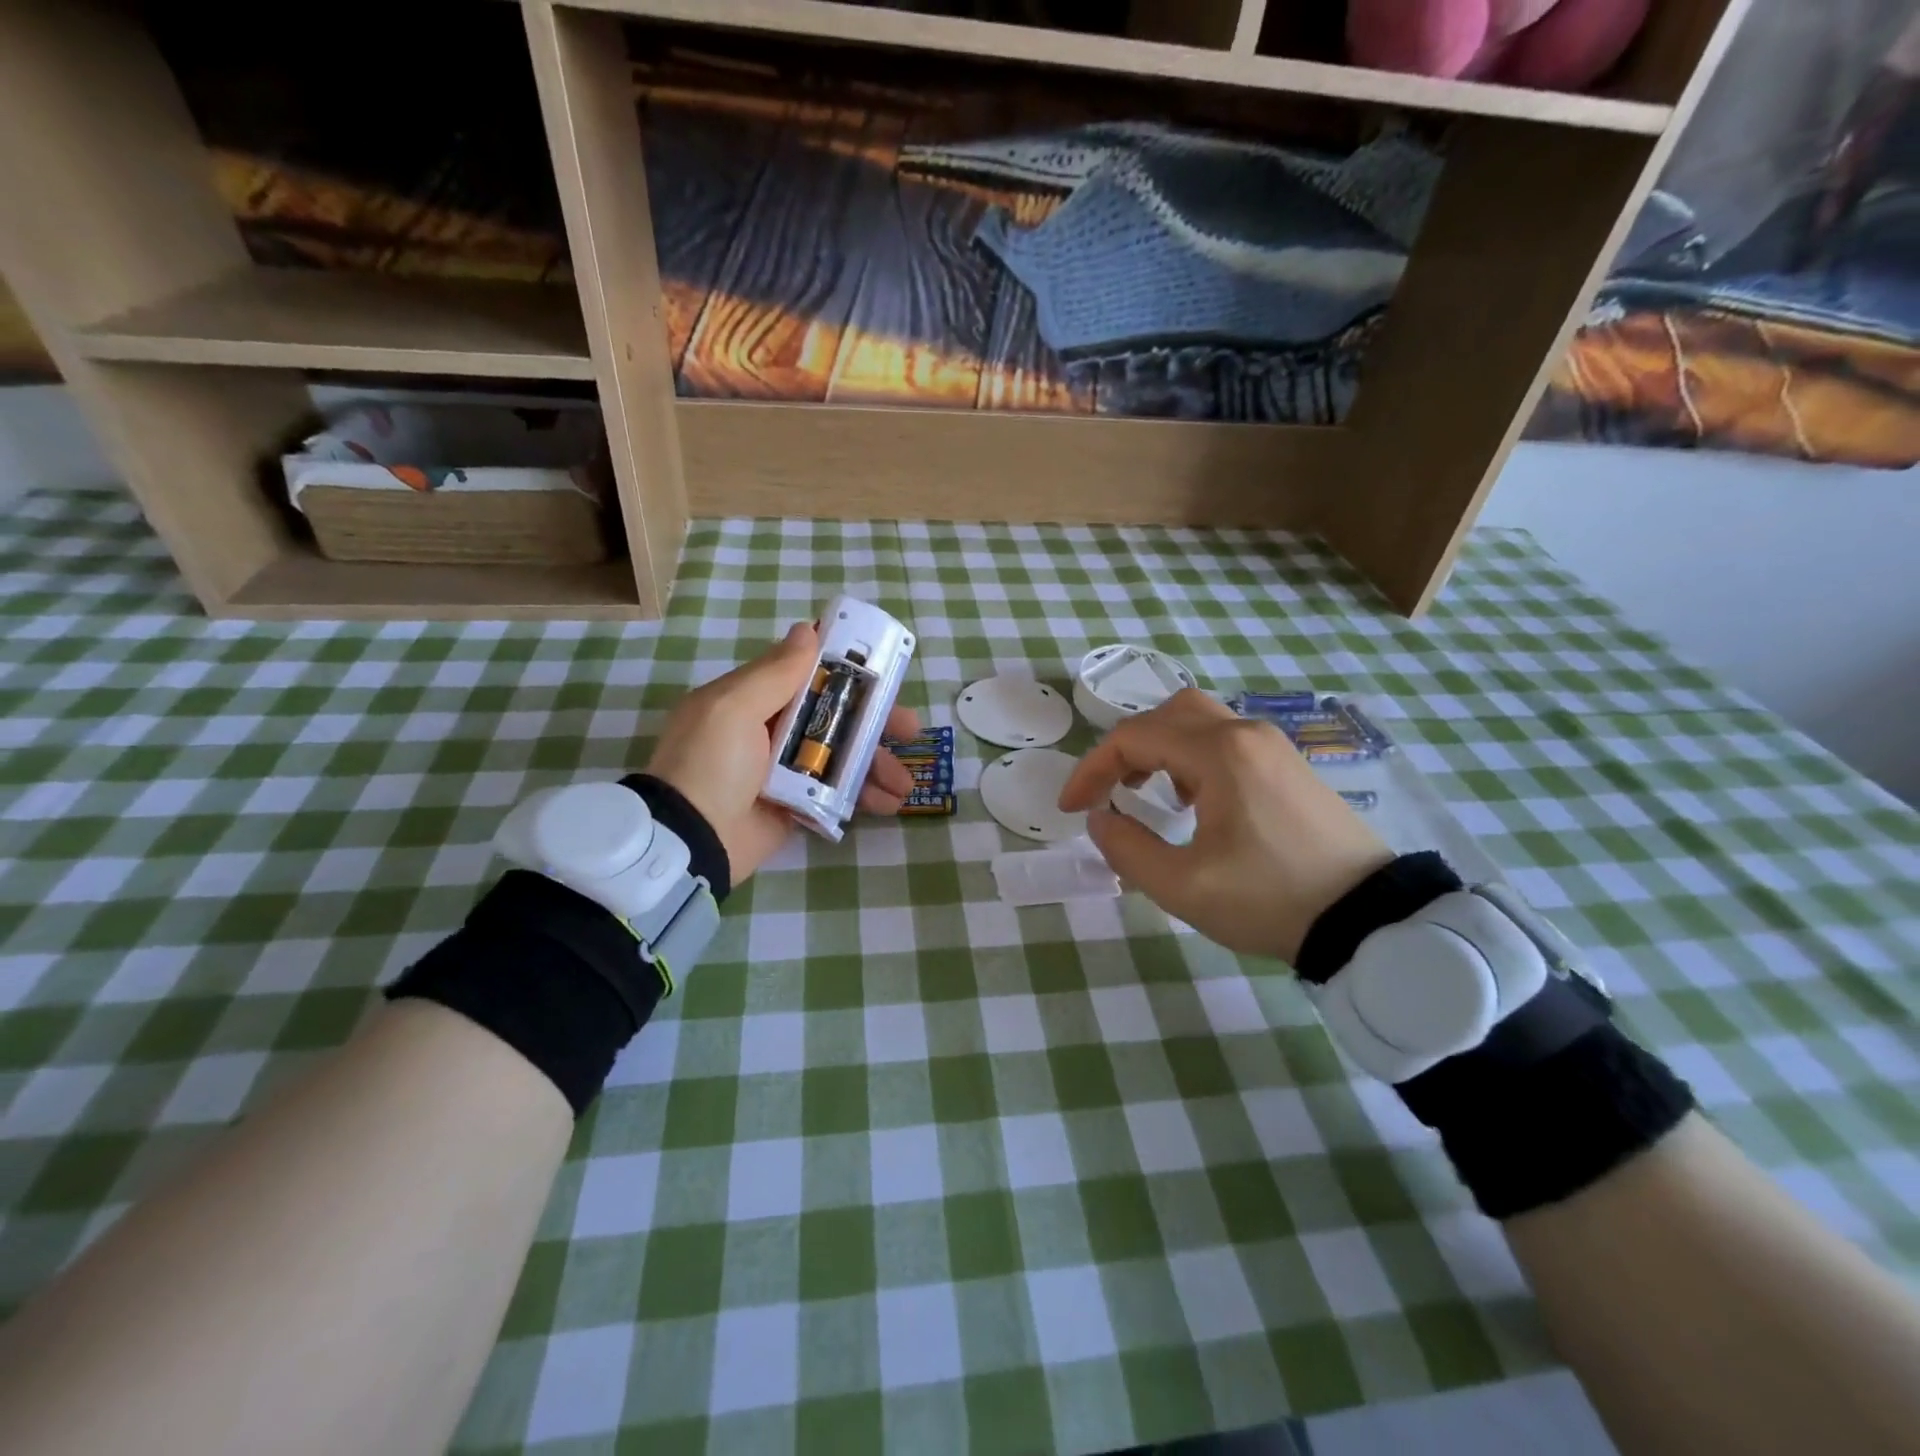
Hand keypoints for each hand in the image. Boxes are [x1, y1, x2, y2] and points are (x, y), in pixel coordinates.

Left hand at [646, 623, 919, 882]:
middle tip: (911, 729)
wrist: (688, 840)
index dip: (849, 671)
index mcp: (755, 698)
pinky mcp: (796, 803)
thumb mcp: (733, 709)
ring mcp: (786, 769)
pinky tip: (889, 803)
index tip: (886, 673)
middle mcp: (773, 729)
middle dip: (876, 722)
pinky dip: (864, 796)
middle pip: (836, 716)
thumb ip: (774, 672)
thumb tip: (806, 629)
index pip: (810, 674)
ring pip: (843, 756)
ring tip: (905, 783)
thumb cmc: (710, 765)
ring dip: (878, 764)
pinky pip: (838, 792)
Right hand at [1058, 689, 1393, 963]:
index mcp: (1219, 754)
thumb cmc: (1271, 899)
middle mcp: (1246, 734)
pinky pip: (1227, 740)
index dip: (1091, 769)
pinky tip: (1194, 800)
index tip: (1071, 809)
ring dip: (1159, 748)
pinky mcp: (1289, 766)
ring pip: (1199, 722)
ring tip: (1145, 793)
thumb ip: (1126, 850)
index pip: (1133, 737)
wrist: (1370, 919)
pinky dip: (1192, 756)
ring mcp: (1273, 746)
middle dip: (1125, 749)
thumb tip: (1101, 819)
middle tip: (1109, 791)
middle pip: (1167, 714)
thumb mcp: (1184, 887)